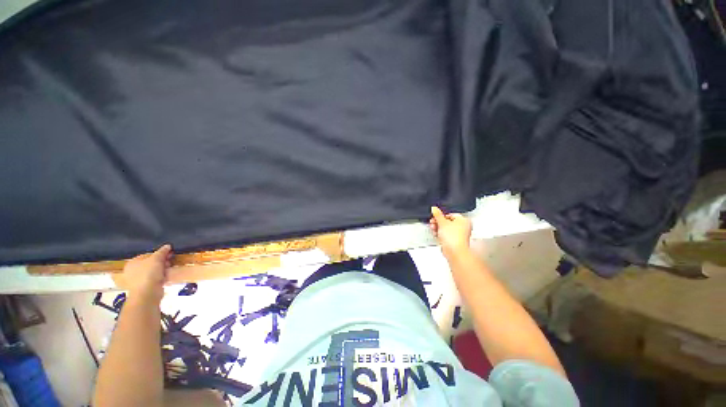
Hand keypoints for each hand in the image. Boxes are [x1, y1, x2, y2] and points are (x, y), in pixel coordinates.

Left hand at [117, 244, 172, 302]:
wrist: (147, 293)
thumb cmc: (149, 273)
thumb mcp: (157, 259)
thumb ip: (162, 251)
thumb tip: (167, 246)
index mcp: (132, 262)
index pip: (148, 255)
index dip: (159, 254)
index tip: (169, 255)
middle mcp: (133, 271)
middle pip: (151, 263)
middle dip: (162, 262)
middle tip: (169, 262)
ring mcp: (138, 280)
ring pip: (153, 271)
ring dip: (162, 270)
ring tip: (168, 270)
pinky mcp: (144, 287)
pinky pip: (154, 279)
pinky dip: (160, 277)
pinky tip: (166, 277)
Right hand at [429, 206, 471, 257]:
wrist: (454, 251)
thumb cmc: (454, 237)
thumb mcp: (442, 222)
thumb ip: (437, 214)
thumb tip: (434, 208)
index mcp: (464, 220)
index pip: (451, 214)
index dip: (441, 215)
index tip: (435, 216)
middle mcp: (463, 227)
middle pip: (448, 221)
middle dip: (438, 222)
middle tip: (433, 222)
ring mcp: (459, 235)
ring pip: (446, 228)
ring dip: (438, 228)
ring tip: (433, 228)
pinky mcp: (454, 241)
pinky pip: (446, 235)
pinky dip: (441, 234)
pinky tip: (436, 234)